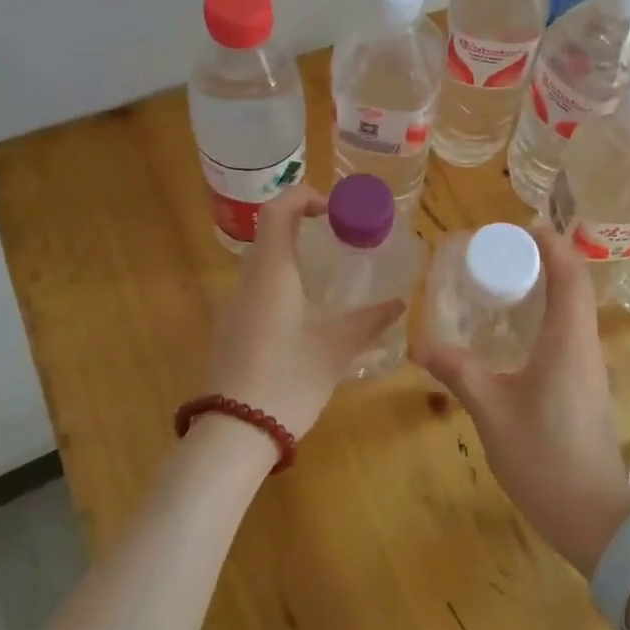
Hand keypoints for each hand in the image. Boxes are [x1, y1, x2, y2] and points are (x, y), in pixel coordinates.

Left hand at [204, 184, 405, 439]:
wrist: (236, 433)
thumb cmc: (290, 378)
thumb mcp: (337, 347)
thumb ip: (370, 320)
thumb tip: (399, 302)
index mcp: (272, 272)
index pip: (278, 209)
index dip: (305, 197)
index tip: (335, 211)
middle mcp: (247, 280)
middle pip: (271, 233)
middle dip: (306, 226)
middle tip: (343, 240)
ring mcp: (233, 306)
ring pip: (263, 263)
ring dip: (295, 257)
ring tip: (331, 276)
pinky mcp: (230, 330)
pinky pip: (257, 290)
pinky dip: (283, 283)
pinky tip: (307, 314)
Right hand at [416, 227, 629, 573]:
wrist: (591, 515)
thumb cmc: (542, 456)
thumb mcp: (491, 411)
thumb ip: (458, 371)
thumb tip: (420, 343)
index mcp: (568, 339)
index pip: (570, 271)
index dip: (549, 242)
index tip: (516, 230)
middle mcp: (586, 344)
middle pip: (575, 284)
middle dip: (543, 260)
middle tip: (499, 257)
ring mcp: (590, 366)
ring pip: (575, 310)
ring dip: (547, 288)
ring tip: (504, 287)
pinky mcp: (587, 386)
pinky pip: (570, 334)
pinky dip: (547, 317)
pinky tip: (516, 335)